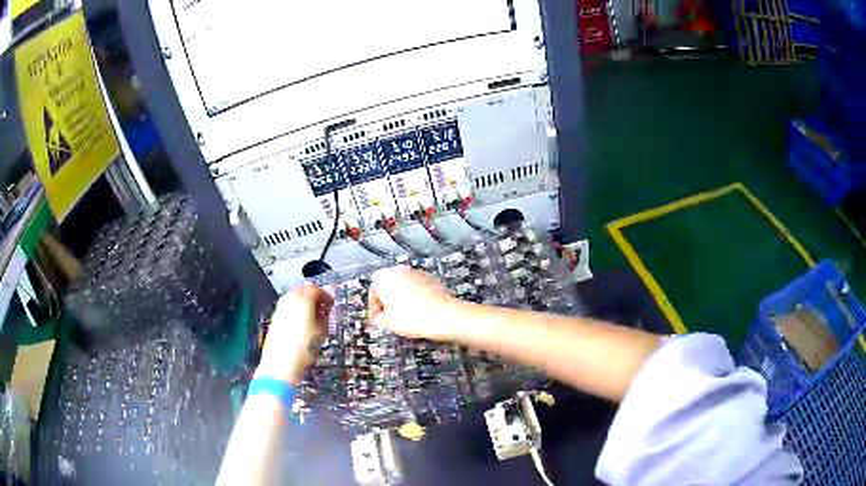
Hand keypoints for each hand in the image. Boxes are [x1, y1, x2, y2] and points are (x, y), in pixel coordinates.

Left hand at [256, 284, 332, 383]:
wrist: (281, 363)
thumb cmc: (301, 349)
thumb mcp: (321, 332)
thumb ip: (324, 316)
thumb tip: (324, 311)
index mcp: (301, 299)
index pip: (315, 289)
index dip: (325, 296)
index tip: (330, 303)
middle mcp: (288, 300)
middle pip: (303, 291)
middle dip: (314, 299)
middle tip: (323, 309)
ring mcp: (279, 309)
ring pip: (294, 300)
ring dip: (305, 305)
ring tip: (314, 319)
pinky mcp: (275, 319)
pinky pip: (288, 309)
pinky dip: (296, 313)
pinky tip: (302, 326)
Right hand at [368, 267, 459, 339]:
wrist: (445, 315)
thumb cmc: (413, 318)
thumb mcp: (387, 323)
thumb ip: (378, 319)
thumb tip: (379, 319)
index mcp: (384, 277)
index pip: (372, 291)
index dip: (374, 309)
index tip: (377, 320)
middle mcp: (399, 270)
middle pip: (388, 286)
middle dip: (388, 302)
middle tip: (389, 318)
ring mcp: (417, 273)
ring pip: (403, 287)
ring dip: (402, 299)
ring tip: (405, 317)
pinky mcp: (432, 279)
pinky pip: (418, 288)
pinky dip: (416, 298)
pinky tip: (419, 312)